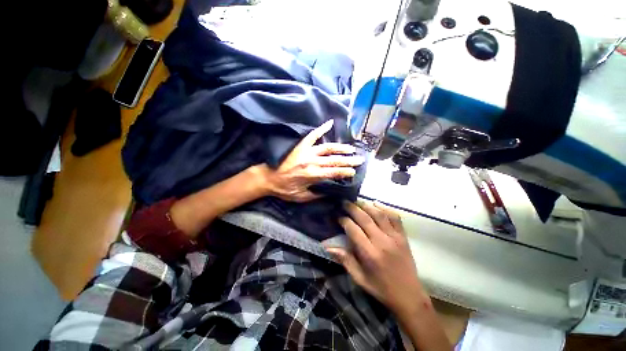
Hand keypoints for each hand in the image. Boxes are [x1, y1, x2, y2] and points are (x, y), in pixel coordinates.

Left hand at [264, 120, 364, 201]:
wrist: (268, 178)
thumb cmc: (284, 189)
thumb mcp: (301, 197)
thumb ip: (316, 195)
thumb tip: (330, 192)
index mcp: (312, 175)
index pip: (333, 173)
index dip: (345, 172)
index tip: (354, 172)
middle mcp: (312, 162)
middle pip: (334, 160)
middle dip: (349, 160)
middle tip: (360, 159)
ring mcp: (306, 152)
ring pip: (327, 148)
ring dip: (341, 147)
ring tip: (351, 148)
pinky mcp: (301, 145)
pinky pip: (312, 135)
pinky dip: (321, 128)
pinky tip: (330, 123)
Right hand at [326, 200, 428, 316]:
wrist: (409, 296)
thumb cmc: (381, 288)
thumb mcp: (360, 278)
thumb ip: (345, 260)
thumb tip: (328, 247)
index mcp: (370, 254)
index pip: (353, 230)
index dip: (344, 220)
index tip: (338, 217)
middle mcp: (382, 242)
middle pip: (365, 218)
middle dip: (353, 208)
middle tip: (344, 202)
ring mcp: (395, 237)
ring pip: (379, 215)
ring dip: (367, 205)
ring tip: (357, 201)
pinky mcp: (403, 237)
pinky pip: (395, 218)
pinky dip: (385, 208)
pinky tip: (376, 203)